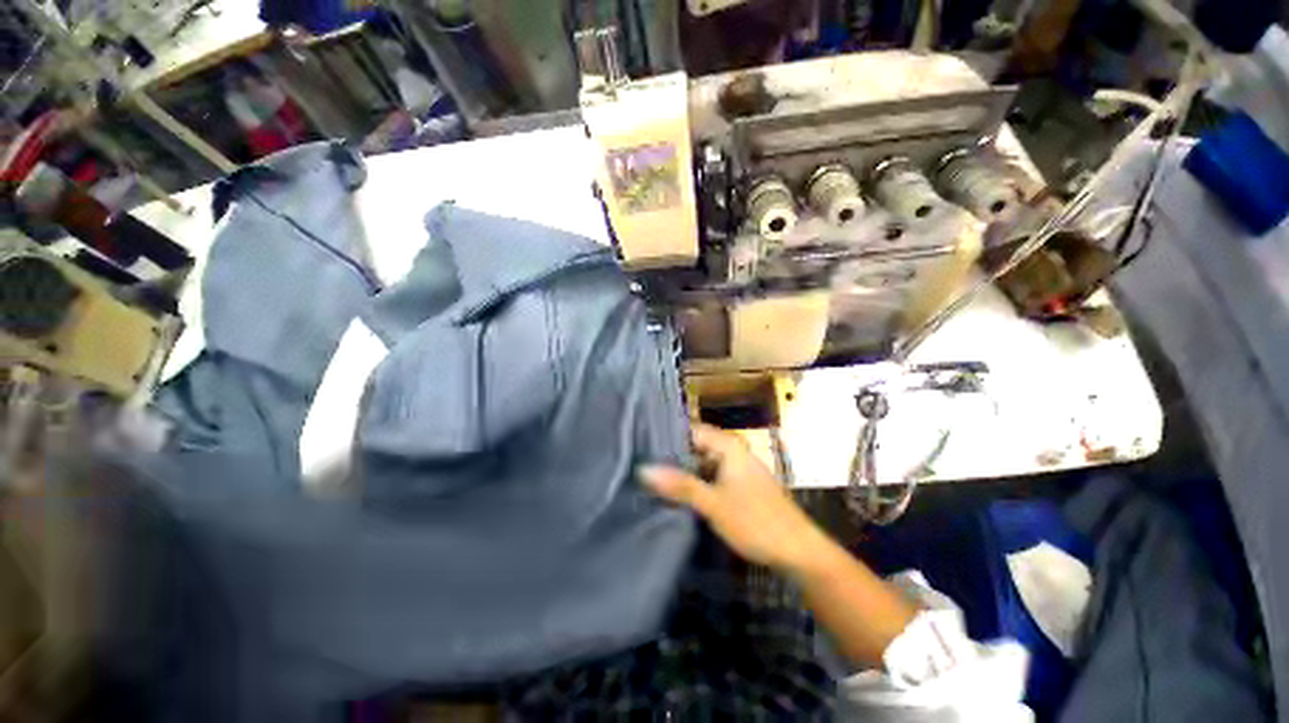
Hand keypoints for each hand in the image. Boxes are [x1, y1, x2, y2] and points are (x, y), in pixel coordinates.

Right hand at [640, 424, 830, 572]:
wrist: (799, 551)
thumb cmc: (756, 521)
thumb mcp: (713, 503)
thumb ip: (679, 485)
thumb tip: (643, 469)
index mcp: (729, 446)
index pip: (691, 430)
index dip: (666, 437)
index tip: (640, 446)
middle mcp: (733, 452)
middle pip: (695, 447)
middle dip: (671, 457)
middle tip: (641, 464)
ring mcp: (737, 470)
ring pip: (702, 464)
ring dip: (682, 472)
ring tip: (651, 479)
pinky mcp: (739, 487)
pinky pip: (711, 477)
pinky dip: (695, 483)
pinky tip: (676, 494)